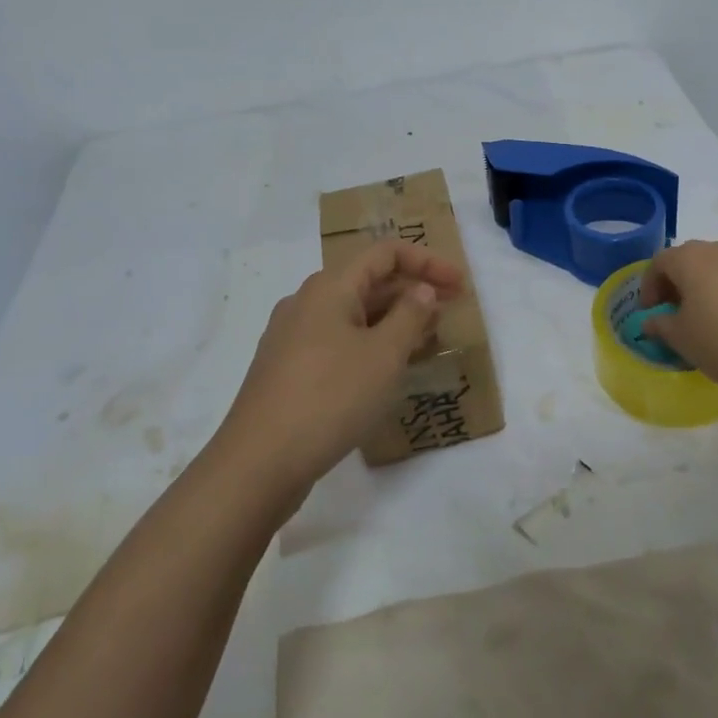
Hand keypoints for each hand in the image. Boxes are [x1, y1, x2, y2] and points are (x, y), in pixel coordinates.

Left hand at [214, 240, 464, 502]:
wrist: (257, 464)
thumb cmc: (329, 398)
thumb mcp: (383, 355)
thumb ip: (410, 316)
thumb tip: (422, 290)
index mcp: (329, 286)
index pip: (386, 253)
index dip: (427, 262)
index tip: (459, 285)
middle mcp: (307, 302)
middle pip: (368, 281)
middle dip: (412, 293)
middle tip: (449, 315)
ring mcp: (292, 336)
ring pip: (353, 314)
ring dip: (392, 321)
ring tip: (426, 343)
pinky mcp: (286, 369)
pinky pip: (337, 341)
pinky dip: (369, 344)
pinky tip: (386, 371)